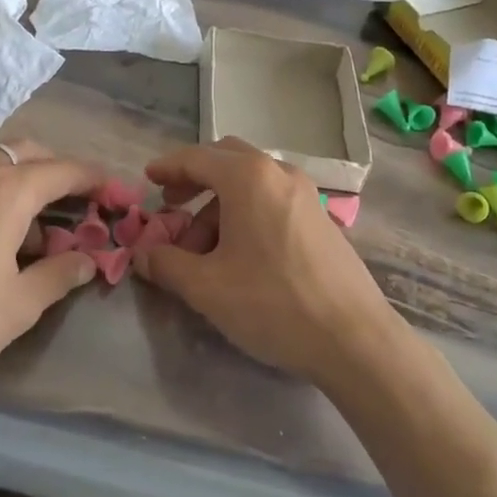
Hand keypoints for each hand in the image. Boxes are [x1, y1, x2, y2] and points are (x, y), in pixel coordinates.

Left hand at [0, 141, 104, 437]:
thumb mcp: (18, 306)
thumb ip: (60, 275)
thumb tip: (87, 260)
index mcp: (7, 190)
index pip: (66, 169)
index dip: (98, 180)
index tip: (119, 194)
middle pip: (31, 153)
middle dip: (62, 173)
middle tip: (81, 208)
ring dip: (26, 182)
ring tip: (37, 230)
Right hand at [137, 138, 404, 386]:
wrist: (353, 338)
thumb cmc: (272, 303)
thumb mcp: (207, 287)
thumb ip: (166, 264)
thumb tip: (143, 255)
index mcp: (248, 178)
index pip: (197, 158)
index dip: (168, 167)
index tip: (148, 179)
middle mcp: (279, 173)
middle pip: (227, 160)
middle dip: (195, 179)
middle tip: (172, 205)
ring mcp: (305, 194)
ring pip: (250, 182)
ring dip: (219, 204)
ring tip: (202, 250)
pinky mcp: (320, 218)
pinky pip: (272, 199)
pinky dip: (246, 212)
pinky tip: (239, 255)